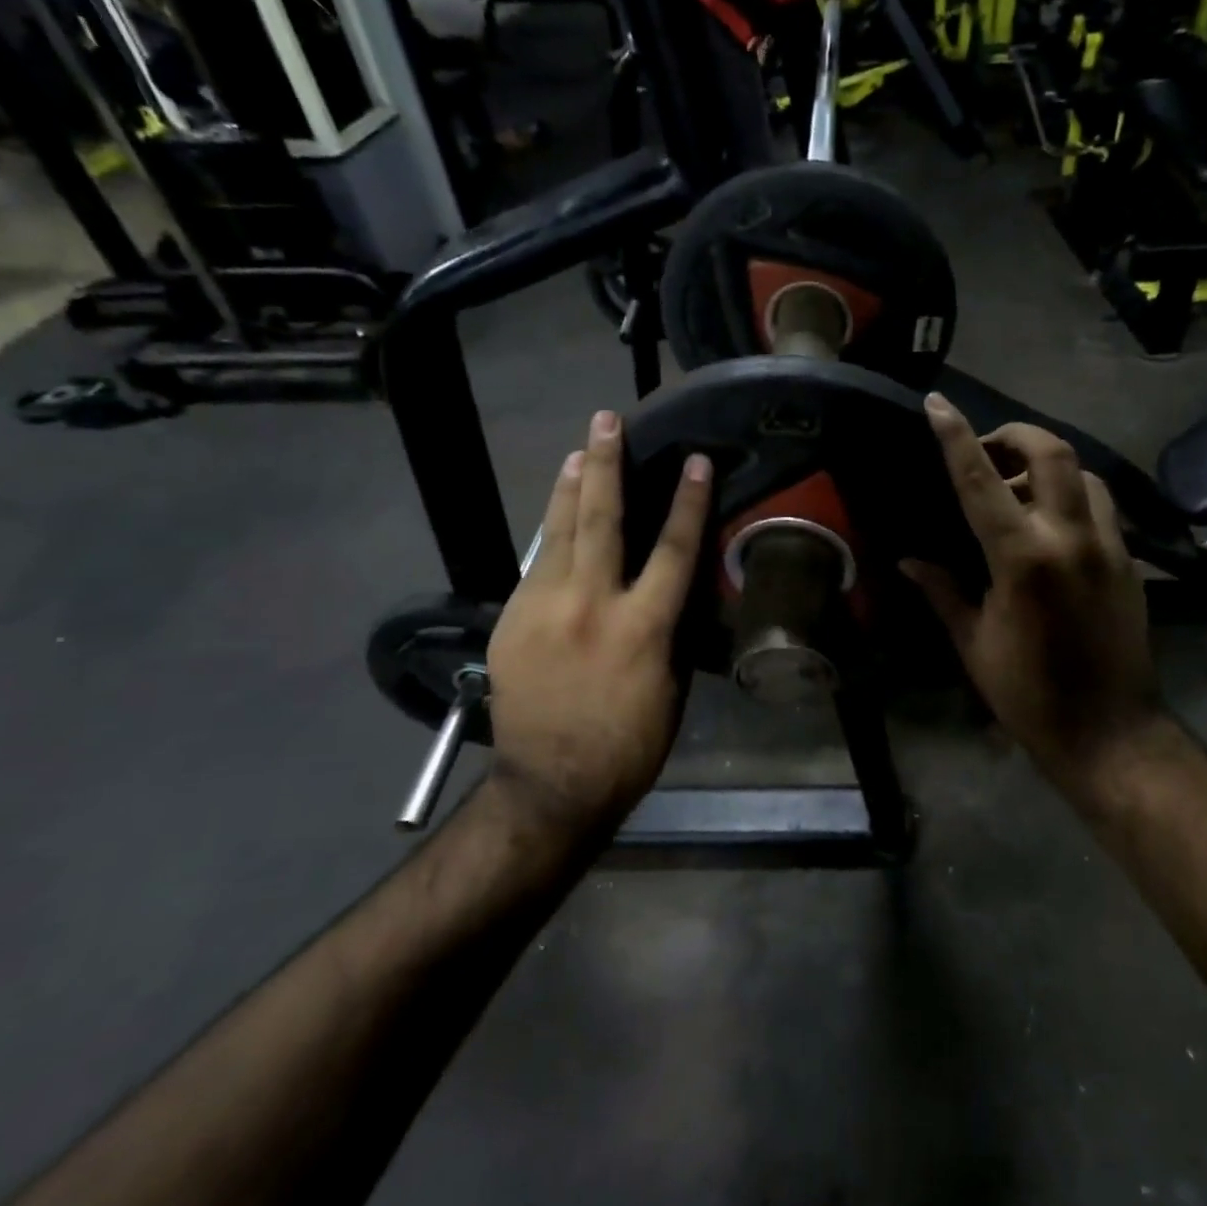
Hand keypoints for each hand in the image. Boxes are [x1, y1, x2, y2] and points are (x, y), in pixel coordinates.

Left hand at [484, 410, 712, 832]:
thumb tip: (668, 590)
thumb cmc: (629, 744)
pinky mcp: (512, 622)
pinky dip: (550, 536)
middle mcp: (591, 606)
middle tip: (606, 421)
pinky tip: (555, 518)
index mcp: (642, 627)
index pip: (672, 549)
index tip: (694, 461)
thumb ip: (668, 629)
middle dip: (606, 465)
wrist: (552, 785)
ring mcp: (543, 610)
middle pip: (601, 520)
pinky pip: (536, 566)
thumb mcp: (669, 687)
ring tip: (577, 450)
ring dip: (568, 487)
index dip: (686, 501)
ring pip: (557, 532)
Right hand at [903, 394, 1165, 786]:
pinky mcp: (1130, 562)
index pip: (981, 481)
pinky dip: (1072, 497)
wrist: (1110, 733)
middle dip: (1016, 436)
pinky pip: (1101, 507)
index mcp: (1023, 558)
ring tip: (1020, 491)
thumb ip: (942, 592)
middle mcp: (1071, 538)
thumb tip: (909, 560)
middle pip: (1051, 452)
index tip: (937, 404)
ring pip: (1084, 474)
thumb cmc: (1029, 694)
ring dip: (1049, 467)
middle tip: (989, 453)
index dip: (956, 436)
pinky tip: (1051, 526)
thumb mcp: (974, 643)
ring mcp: (1109, 547)